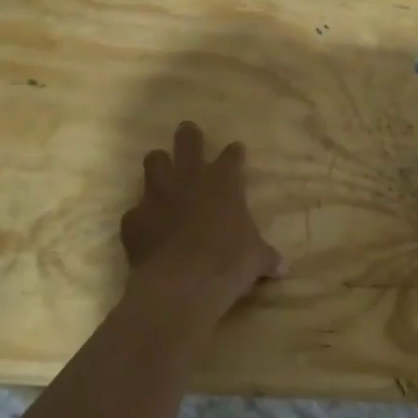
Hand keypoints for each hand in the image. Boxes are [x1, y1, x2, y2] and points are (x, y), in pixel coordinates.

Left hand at [119, 122, 283, 312]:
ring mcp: (158, 195)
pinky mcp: (134, 218)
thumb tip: (283, 267)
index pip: (232, 156)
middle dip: (189, 135)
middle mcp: (190, 179)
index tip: (236, 152)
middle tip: (189, 134)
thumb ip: (266, 257)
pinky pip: (135, 210)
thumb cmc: (229, 262)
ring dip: (159, 165)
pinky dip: (141, 216)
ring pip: (154, 161)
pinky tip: (146, 227)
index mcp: (224, 182)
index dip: (234, 154)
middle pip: (188, 140)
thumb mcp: (256, 259)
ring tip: (162, 172)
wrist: (183, 283)